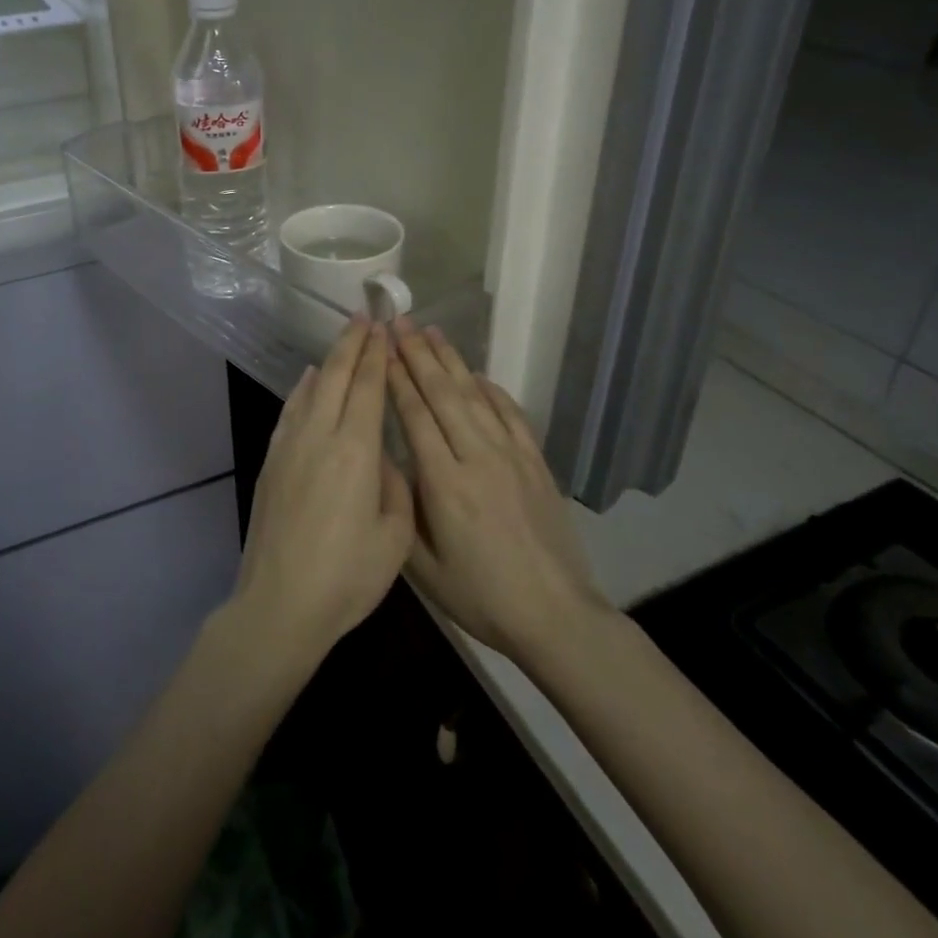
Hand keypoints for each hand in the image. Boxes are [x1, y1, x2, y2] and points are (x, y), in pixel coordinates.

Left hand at [231, 320, 414, 669]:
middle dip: (352, 344)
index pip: (368, 388)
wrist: (281, 603)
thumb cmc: (347, 577)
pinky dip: (302, 388)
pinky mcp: (272, 461)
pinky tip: (307, 379)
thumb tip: (384, 458)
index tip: (382, 329)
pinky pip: (290, 411)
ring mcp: (290, 446)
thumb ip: (396, 486)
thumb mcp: (395, 537)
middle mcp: (320, 436)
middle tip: (364, 317)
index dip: (376, 355)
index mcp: (357, 451)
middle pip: (336, 377)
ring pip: (311, 388)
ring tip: (343, 339)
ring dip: (328, 360)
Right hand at [387, 320, 609, 664]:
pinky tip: (477, 374)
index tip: (382, 348)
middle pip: (444, 394)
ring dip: (452, 361)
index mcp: (445, 484)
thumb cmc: (481, 596)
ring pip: (476, 396)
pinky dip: (492, 389)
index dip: (397, 378)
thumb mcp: (422, 568)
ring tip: (432, 331)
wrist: (555, 615)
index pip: (415, 416)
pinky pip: (511, 414)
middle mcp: (478, 458)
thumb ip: (400, 509)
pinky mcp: (536, 462)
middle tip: (401, 322)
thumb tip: (386, 463)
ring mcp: (512, 456)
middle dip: (419, 355)